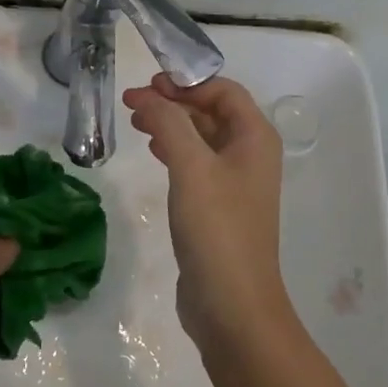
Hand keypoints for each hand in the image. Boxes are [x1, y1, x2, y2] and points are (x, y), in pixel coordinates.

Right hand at [121, 74, 295, 350]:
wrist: (232, 304)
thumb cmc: (216, 228)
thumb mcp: (191, 167)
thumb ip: (169, 123)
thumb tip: (146, 95)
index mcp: (255, 138)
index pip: (223, 90)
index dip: (186, 81)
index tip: (147, 85)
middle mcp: (250, 154)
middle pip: (211, 111)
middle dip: (173, 101)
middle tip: (132, 102)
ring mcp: (235, 182)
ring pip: (201, 138)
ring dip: (171, 124)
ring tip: (135, 122)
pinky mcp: (218, 206)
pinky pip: (196, 164)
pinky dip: (174, 150)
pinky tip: (152, 150)